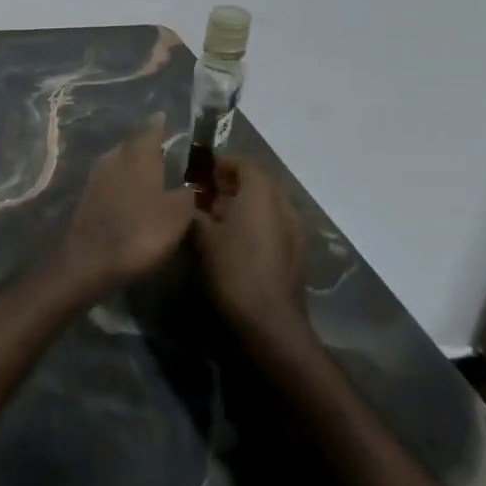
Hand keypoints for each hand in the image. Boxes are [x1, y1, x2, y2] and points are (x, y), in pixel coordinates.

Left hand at [59, 116, 196, 292]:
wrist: (90, 260)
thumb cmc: (140, 232)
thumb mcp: (177, 215)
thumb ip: (188, 194)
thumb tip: (192, 184)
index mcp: (138, 156)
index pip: (150, 130)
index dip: (158, 125)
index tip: (163, 117)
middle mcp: (114, 158)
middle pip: (131, 144)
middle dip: (145, 144)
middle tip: (161, 146)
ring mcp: (96, 177)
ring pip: (118, 161)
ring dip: (132, 163)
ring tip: (149, 170)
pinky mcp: (87, 197)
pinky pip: (109, 180)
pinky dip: (122, 181)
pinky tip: (131, 193)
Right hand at [192, 159, 313, 347]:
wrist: (271, 321)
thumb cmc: (234, 271)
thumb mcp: (203, 238)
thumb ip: (194, 212)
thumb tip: (188, 201)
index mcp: (261, 193)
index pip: (244, 164)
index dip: (221, 164)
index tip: (199, 173)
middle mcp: (283, 204)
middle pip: (258, 182)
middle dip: (231, 184)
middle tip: (204, 195)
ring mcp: (295, 228)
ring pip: (267, 204)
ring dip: (244, 204)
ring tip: (217, 218)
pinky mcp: (297, 250)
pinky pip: (275, 223)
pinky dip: (257, 222)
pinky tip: (237, 240)